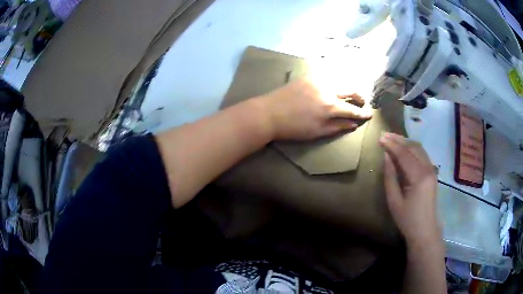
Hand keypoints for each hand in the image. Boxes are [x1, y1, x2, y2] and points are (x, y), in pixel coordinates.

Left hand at [260, 77, 372, 139]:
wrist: (269, 113)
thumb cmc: (293, 127)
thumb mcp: (317, 132)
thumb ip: (337, 127)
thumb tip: (353, 124)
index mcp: (330, 106)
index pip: (352, 109)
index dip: (362, 113)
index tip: (369, 115)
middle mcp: (327, 89)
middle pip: (350, 89)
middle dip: (359, 96)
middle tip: (362, 102)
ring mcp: (317, 80)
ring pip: (339, 79)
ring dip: (348, 86)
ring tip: (350, 94)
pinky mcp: (308, 76)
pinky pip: (326, 75)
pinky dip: (335, 80)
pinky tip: (335, 85)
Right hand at [379, 133, 441, 246]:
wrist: (425, 230)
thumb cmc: (407, 219)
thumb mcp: (394, 201)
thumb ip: (390, 177)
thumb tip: (386, 157)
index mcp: (419, 176)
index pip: (404, 154)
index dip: (392, 145)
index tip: (380, 138)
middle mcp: (428, 169)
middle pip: (413, 147)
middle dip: (399, 140)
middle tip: (385, 135)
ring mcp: (432, 170)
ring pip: (419, 149)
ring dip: (406, 142)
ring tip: (393, 139)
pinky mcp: (432, 173)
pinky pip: (422, 155)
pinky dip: (412, 149)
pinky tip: (405, 149)